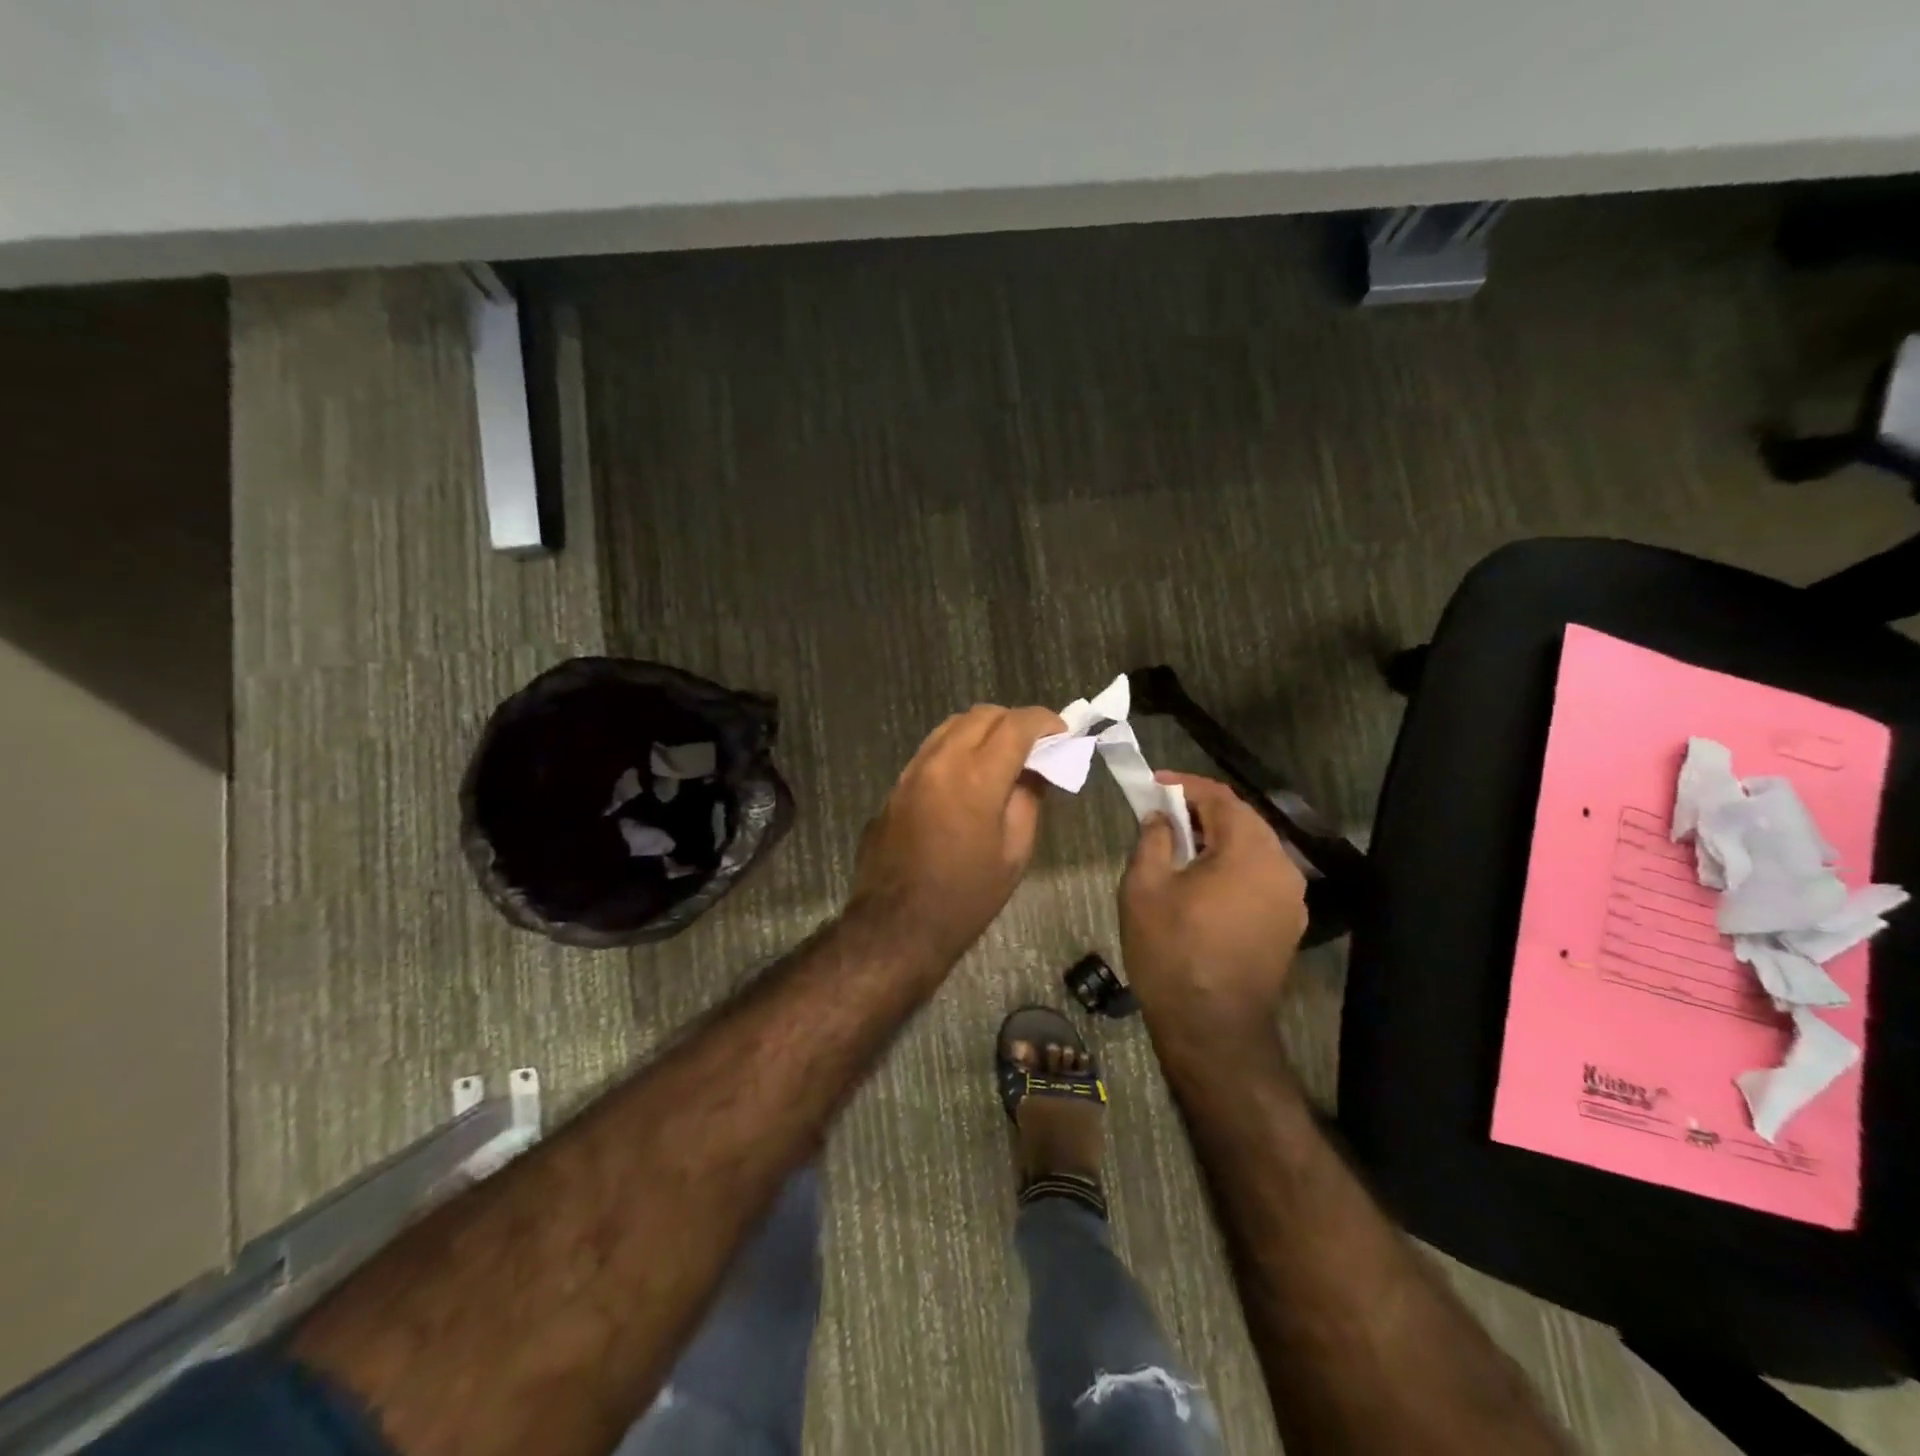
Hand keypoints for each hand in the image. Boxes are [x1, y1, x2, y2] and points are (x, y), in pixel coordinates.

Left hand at [849, 704, 1065, 964]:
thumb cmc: (966, 897)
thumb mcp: (1014, 852)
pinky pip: (932, 748)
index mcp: (976, 777)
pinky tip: (970, 775)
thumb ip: (1028, 799)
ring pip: (952, 725)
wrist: (896, 926)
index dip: (1045, 721)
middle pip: (982, 715)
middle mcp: (940, 761)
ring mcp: (912, 770)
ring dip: (983, 730)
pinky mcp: (896, 785)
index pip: (1016, 725)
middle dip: (1014, 721)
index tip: (1062, 732)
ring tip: (1004, 756)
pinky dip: (958, 747)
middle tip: (1036, 746)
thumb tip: (1037, 768)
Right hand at [1119, 771, 1308, 1043]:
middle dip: (1201, 811)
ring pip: (1253, 849)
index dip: (1185, 785)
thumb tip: (1162, 818)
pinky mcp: (1288, 925)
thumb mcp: (1144, 887)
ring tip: (1178, 847)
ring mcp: (1291, 899)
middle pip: (1242, 820)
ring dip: (1217, 840)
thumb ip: (1153, 839)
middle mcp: (1281, 867)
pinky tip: (1202, 882)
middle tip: (1162, 814)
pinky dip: (1231, 867)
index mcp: (1249, 851)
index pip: (1221, 797)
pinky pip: (1259, 877)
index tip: (1153, 784)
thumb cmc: (1171, 951)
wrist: (1212, 1029)